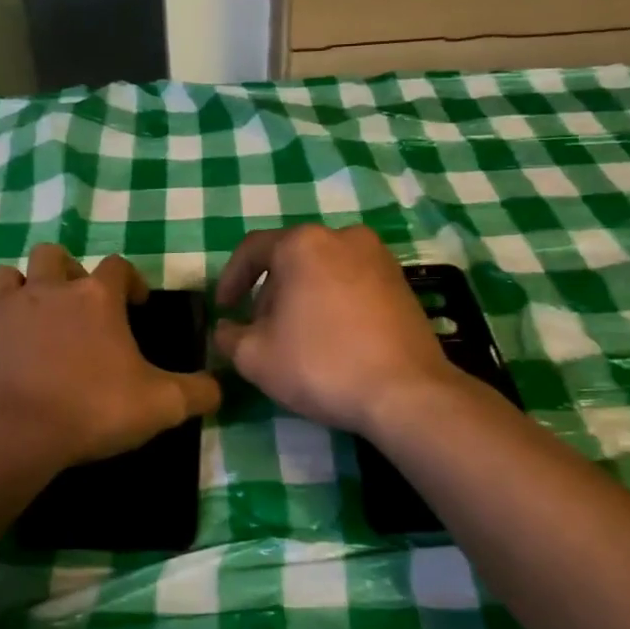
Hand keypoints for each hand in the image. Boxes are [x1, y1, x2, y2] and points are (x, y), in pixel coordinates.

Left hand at [0, 244, 221, 467]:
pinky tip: (4, 358)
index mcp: (94, 298)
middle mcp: (47, 290)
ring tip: (35, 322)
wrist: (15, 434)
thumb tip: (219, 387)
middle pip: (53, 256)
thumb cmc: (93, 409)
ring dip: (23, 291)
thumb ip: (196, 392)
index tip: (135, 304)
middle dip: (66, 272)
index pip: (117, 266)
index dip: (129, 280)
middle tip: (76, 306)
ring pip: (8, 277)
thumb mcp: (160, 405)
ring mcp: (3, 309)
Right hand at [213, 224, 457, 434]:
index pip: (252, 249)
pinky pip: (351, 283)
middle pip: (290, 259)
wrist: (406, 392)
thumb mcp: (255, 357)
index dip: (230, 279)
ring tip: (296, 339)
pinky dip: (332, 302)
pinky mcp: (401, 282)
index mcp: (303, 244)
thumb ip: (229, 336)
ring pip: (322, 270)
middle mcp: (342, 237)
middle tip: (260, 332)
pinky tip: (332, 339)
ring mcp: (378, 257)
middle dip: (269, 293)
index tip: (223, 309)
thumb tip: (226, 329)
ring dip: (301, 298)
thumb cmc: (321, 365)